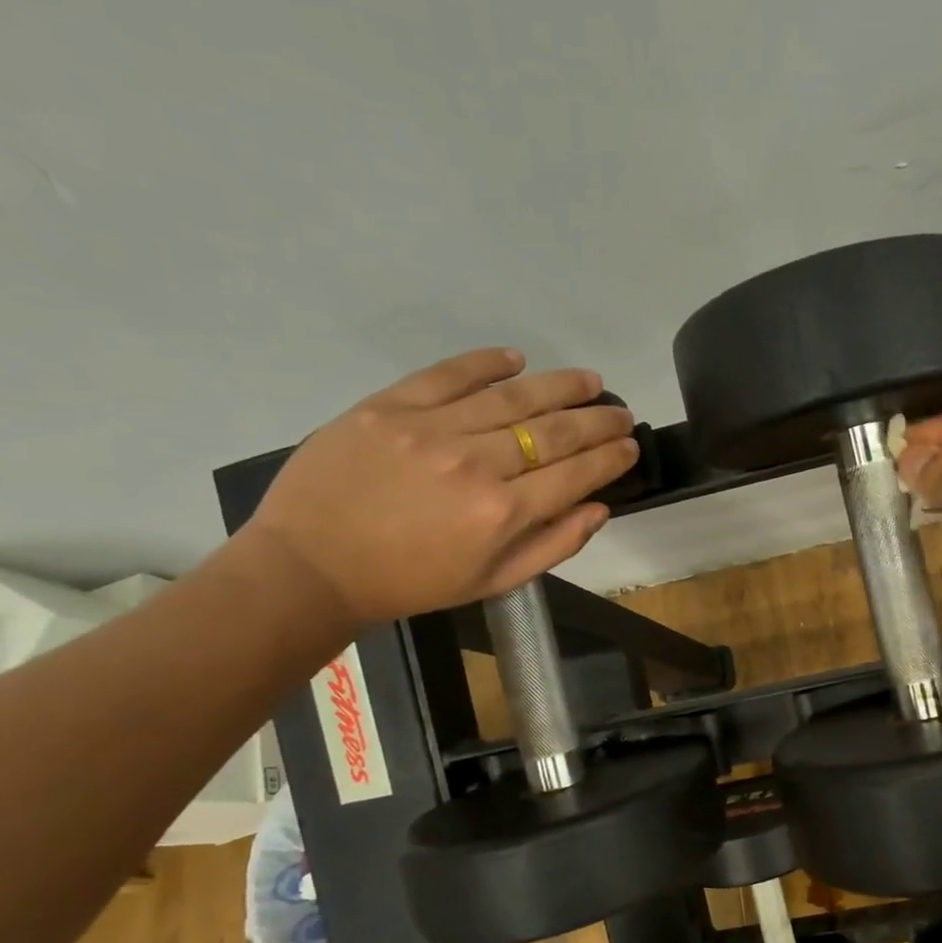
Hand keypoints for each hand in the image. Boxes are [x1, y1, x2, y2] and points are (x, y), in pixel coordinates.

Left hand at [240, 349, 637, 627]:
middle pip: (552, 431)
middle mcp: (475, 464)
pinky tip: (516, 359)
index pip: (575, 474)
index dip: (610, 457)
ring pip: (511, 397)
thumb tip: (599, 509)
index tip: (631, 445)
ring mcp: (430, 429)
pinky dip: (486, 363)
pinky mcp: (388, 406)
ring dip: (559, 386)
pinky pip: (448, 375)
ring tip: (589, 380)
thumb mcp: (491, 582)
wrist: (310, 567)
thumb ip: (552, 546)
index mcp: (502, 513)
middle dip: (597, 420)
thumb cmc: (411, 583)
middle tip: (621, 411)